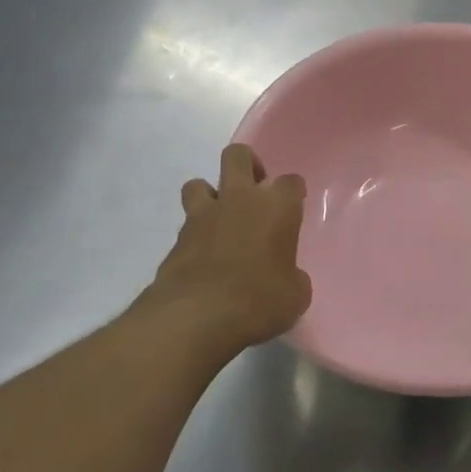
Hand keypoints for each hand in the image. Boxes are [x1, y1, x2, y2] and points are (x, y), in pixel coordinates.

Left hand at [142, 143, 311, 355]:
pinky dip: (195, 235)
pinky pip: (186, 224)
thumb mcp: (295, 295)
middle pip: (238, 155)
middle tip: (254, 192)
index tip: (294, 207)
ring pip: (198, 183)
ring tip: (220, 220)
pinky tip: (203, 257)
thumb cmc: (259, 300)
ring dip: (210, 195)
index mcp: (276, 207)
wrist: (197, 316)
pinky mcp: (176, 239)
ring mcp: (203, 216)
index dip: (293, 192)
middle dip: (247, 165)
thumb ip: (293, 277)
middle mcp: (239, 200)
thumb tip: (287, 277)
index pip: (290, 182)